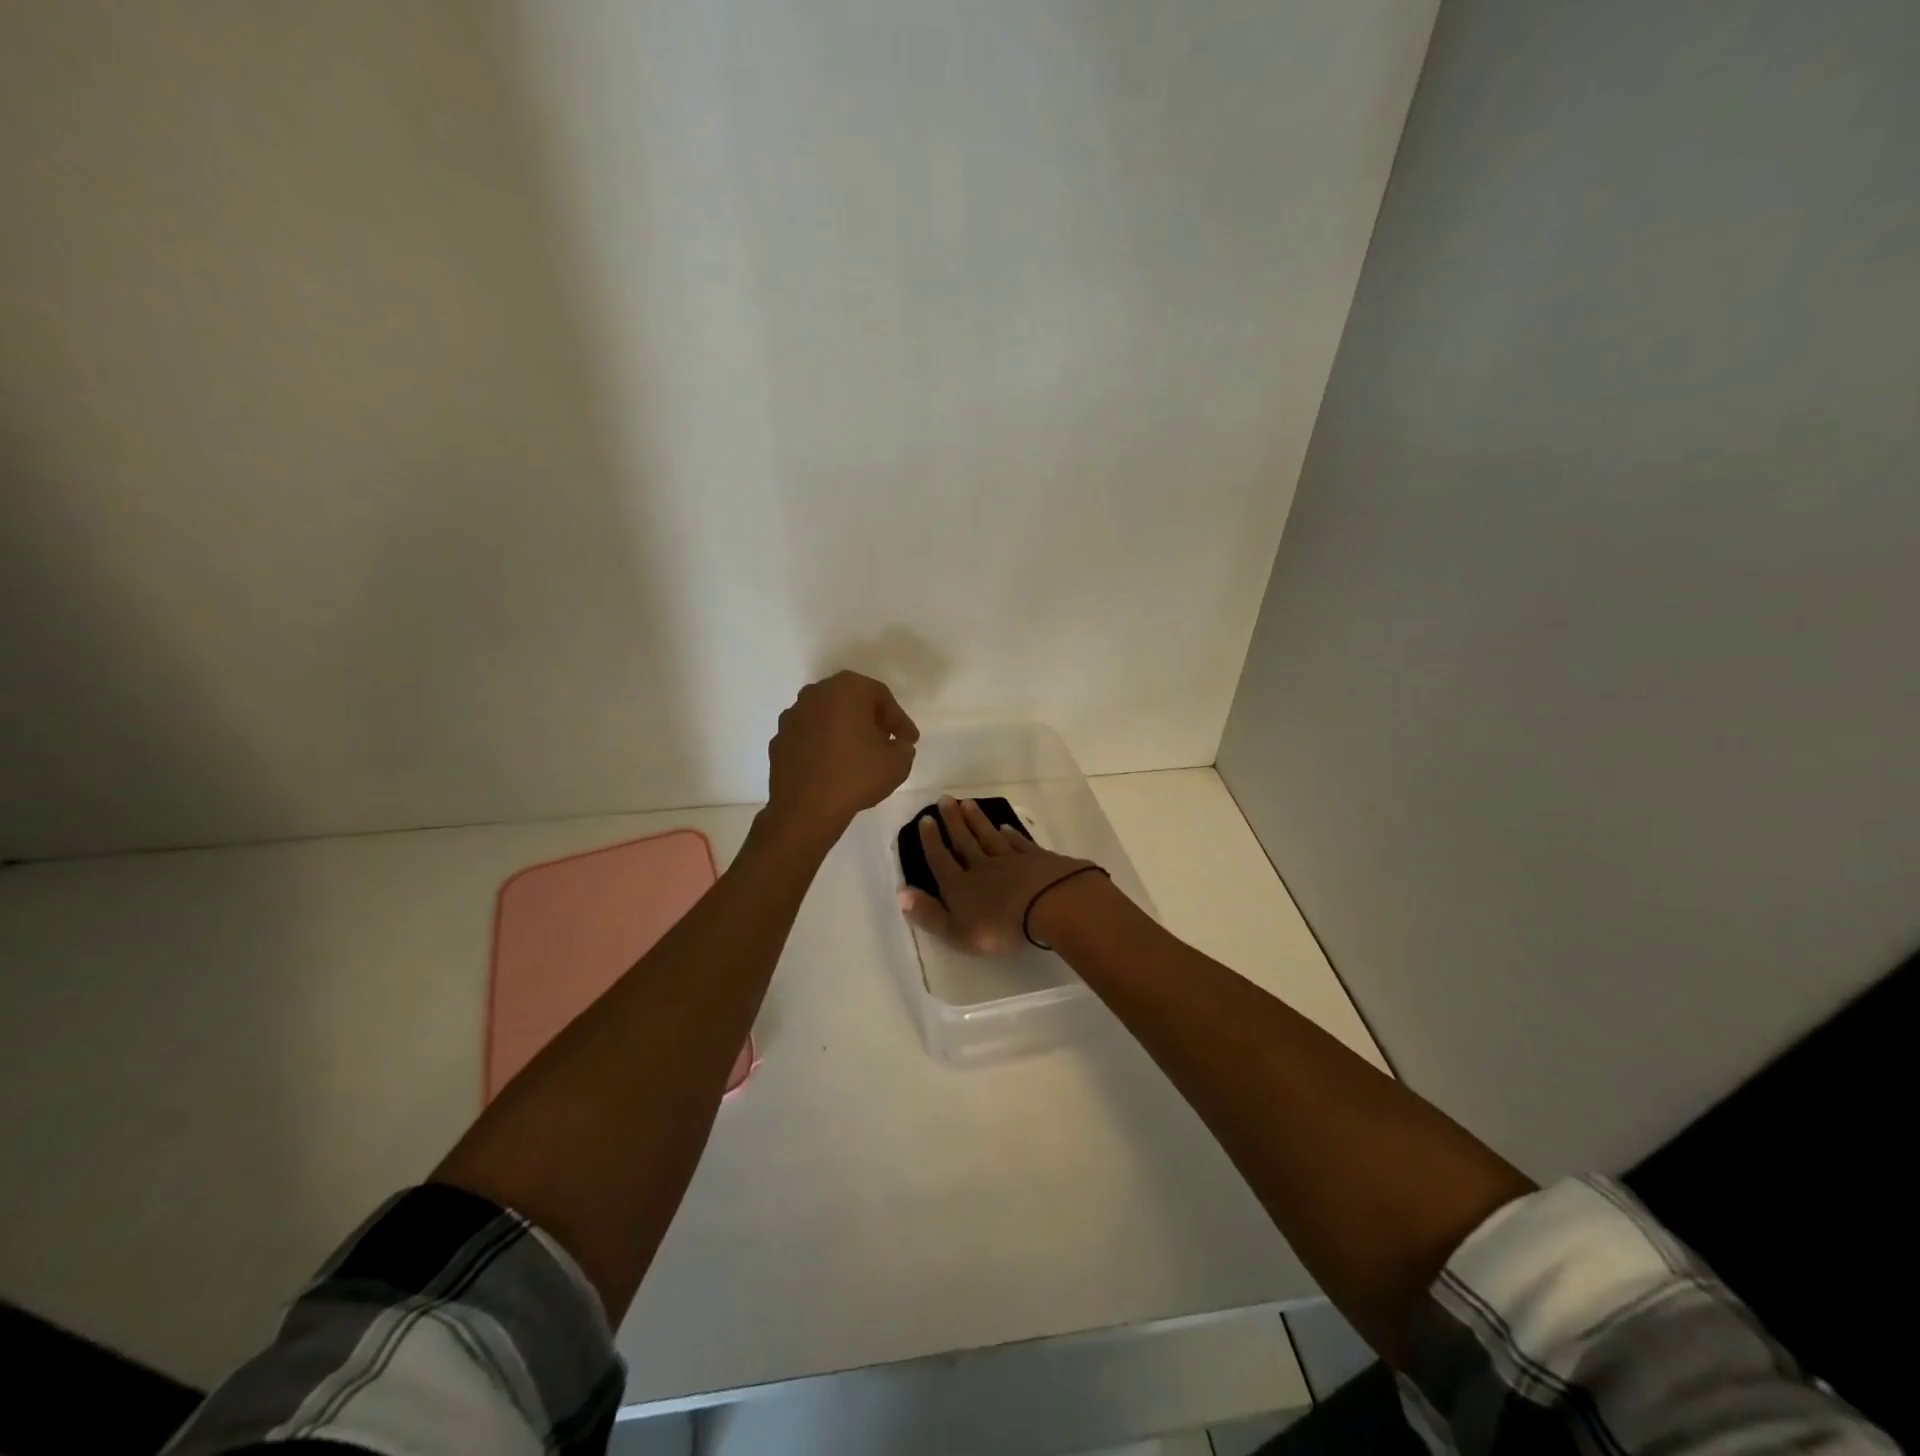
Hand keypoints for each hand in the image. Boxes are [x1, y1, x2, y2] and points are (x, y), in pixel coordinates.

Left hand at [765, 671, 918, 841]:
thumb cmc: (855, 777)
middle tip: (886, 742)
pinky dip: (823, 746)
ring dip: (844, 731)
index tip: (910, 740)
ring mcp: (792, 716)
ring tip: (859, 756)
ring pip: (827, 717)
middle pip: (851, 701)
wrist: (804, 810)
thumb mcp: (898, 763)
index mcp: (846, 689)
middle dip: (871, 720)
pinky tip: (833, 768)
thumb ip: (903, 747)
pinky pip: (809, 736)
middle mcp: (815, 694)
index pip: (881, 696)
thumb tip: (897, 745)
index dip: (899, 719)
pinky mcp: (779, 740)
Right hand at [900, 797, 1100, 954]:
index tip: (926, 819)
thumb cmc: (1000, 926)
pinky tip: (1005, 827)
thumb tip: (902, 893)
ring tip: (967, 804)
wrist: (1049, 904)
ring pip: (990, 836)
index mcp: (960, 886)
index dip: (931, 841)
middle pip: (964, 840)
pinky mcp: (1037, 859)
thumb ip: (930, 914)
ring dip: (977, 821)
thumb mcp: (958, 931)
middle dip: (953, 821)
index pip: (941, 859)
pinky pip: (1019, 843)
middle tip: (945, 799)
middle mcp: (982, 867)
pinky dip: (1010, 834)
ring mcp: (1012, 860)